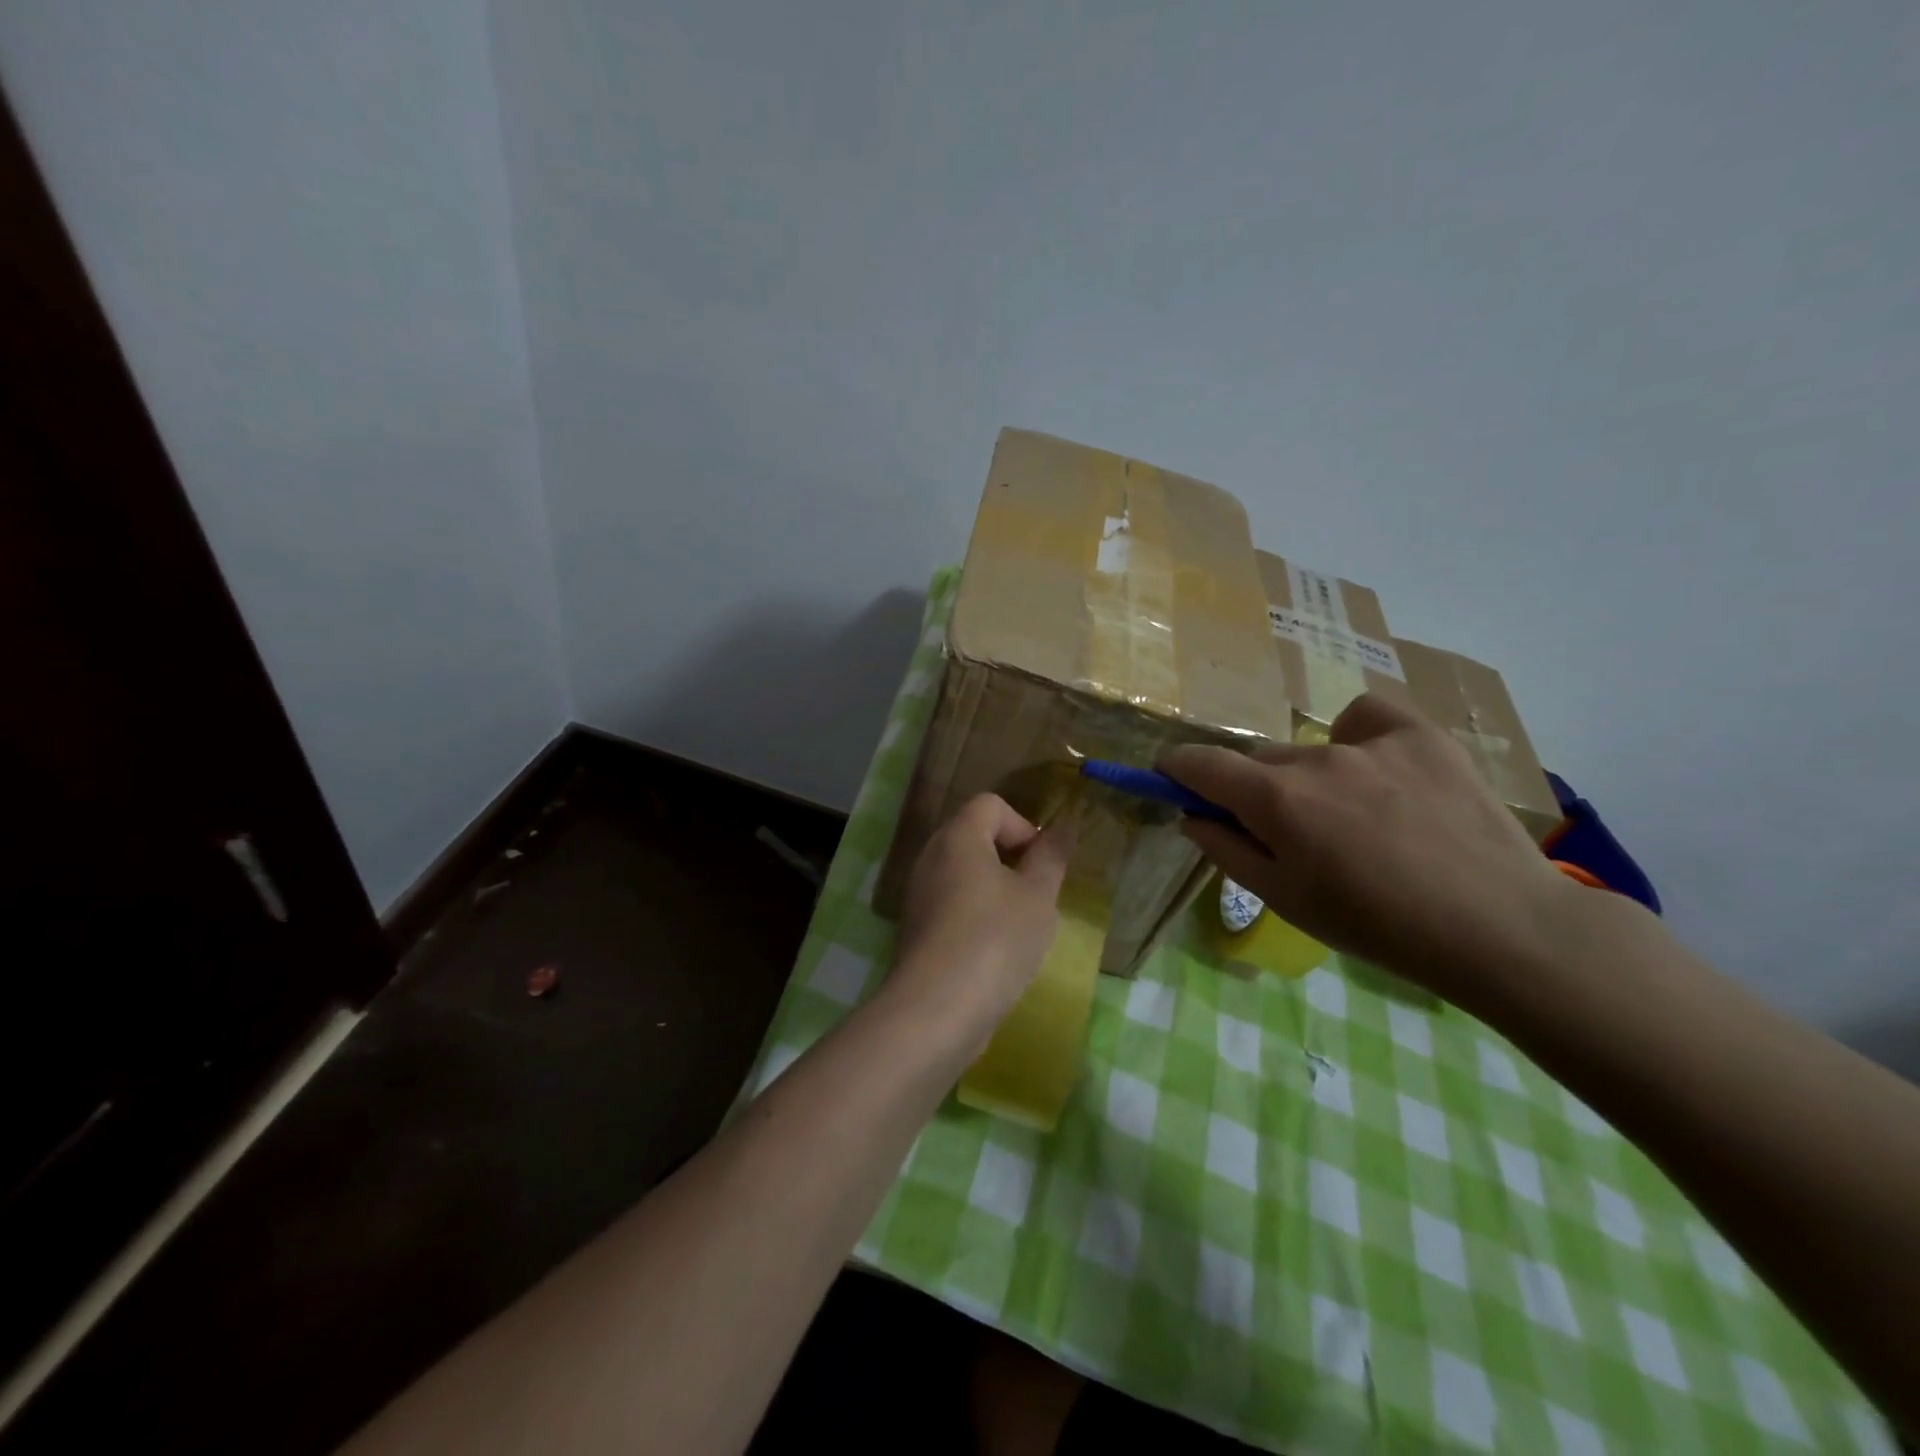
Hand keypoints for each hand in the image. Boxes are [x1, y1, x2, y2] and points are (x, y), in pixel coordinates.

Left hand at [886, 793, 1074, 1051]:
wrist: (937, 1010)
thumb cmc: (995, 940)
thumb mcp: (1037, 896)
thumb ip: (1051, 856)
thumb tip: (1064, 825)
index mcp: (958, 837)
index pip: (991, 804)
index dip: (1023, 825)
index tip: (1041, 864)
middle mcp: (931, 857)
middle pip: (975, 836)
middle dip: (1012, 858)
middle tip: (1036, 894)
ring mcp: (919, 894)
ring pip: (965, 873)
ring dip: (997, 889)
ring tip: (1020, 925)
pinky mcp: (917, 928)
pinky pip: (953, 903)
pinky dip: (976, 914)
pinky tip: (995, 950)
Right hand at [1160, 694, 1579, 1008]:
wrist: (1499, 927)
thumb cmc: (1379, 927)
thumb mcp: (1287, 902)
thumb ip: (1228, 852)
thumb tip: (1192, 816)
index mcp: (1275, 802)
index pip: (1200, 763)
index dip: (1176, 767)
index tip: (1173, 778)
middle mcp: (1314, 760)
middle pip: (1259, 762)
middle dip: (1254, 791)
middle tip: (1287, 832)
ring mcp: (1370, 742)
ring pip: (1311, 750)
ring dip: (1309, 778)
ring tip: (1356, 817)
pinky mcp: (1420, 734)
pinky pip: (1365, 718)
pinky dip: (1359, 736)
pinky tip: (1382, 769)